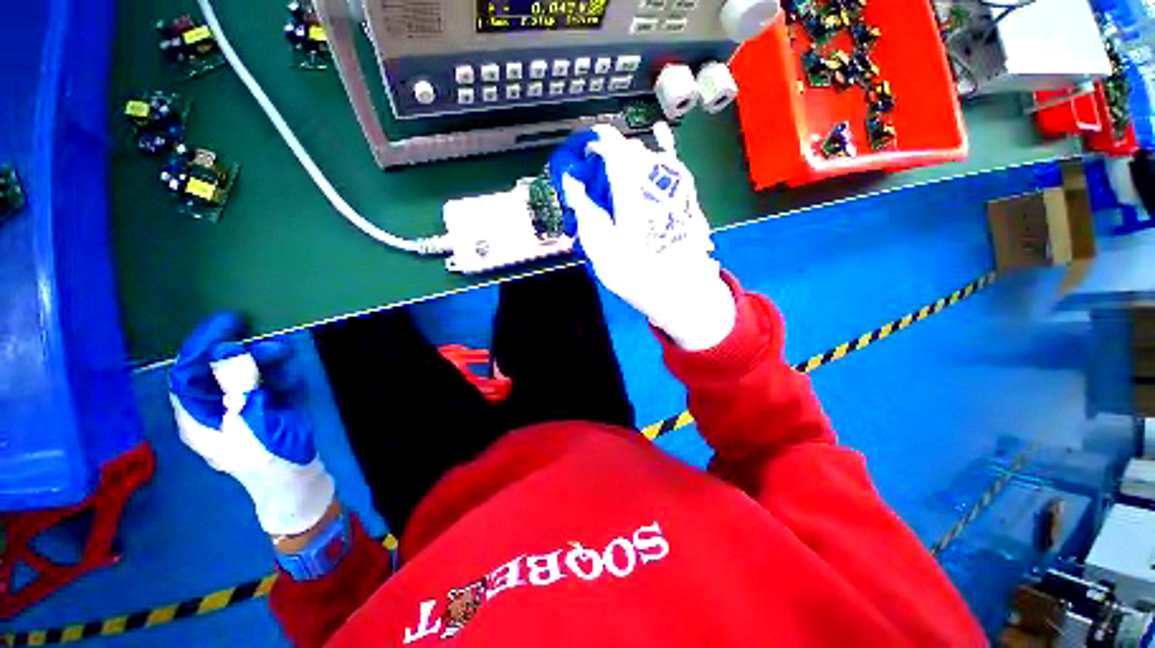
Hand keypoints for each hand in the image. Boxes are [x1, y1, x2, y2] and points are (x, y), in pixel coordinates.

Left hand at [170, 313, 334, 535]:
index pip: (188, 373)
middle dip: (247, 356)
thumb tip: (227, 349)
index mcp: (198, 417)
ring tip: (289, 360)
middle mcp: (217, 410)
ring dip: (270, 365)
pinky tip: (295, 382)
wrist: (297, 481)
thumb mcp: (247, 418)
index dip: (202, 345)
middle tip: (274, 346)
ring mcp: (246, 411)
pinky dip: (283, 379)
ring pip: (250, 377)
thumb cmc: (266, 455)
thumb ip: (235, 383)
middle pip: (222, 373)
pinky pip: (272, 387)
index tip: (228, 323)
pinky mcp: (271, 412)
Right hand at [551, 125, 735, 350]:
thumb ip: (584, 210)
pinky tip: (653, 151)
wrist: (680, 290)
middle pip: (630, 151)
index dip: (595, 143)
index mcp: (632, 189)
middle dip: (610, 156)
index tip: (582, 153)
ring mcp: (677, 186)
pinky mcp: (687, 196)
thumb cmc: (635, 272)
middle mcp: (657, 179)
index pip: (612, 147)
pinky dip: (656, 158)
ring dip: (629, 162)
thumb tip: (571, 181)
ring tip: (618, 181)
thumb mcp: (600, 248)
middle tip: (597, 178)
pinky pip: (670, 166)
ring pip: (649, 158)